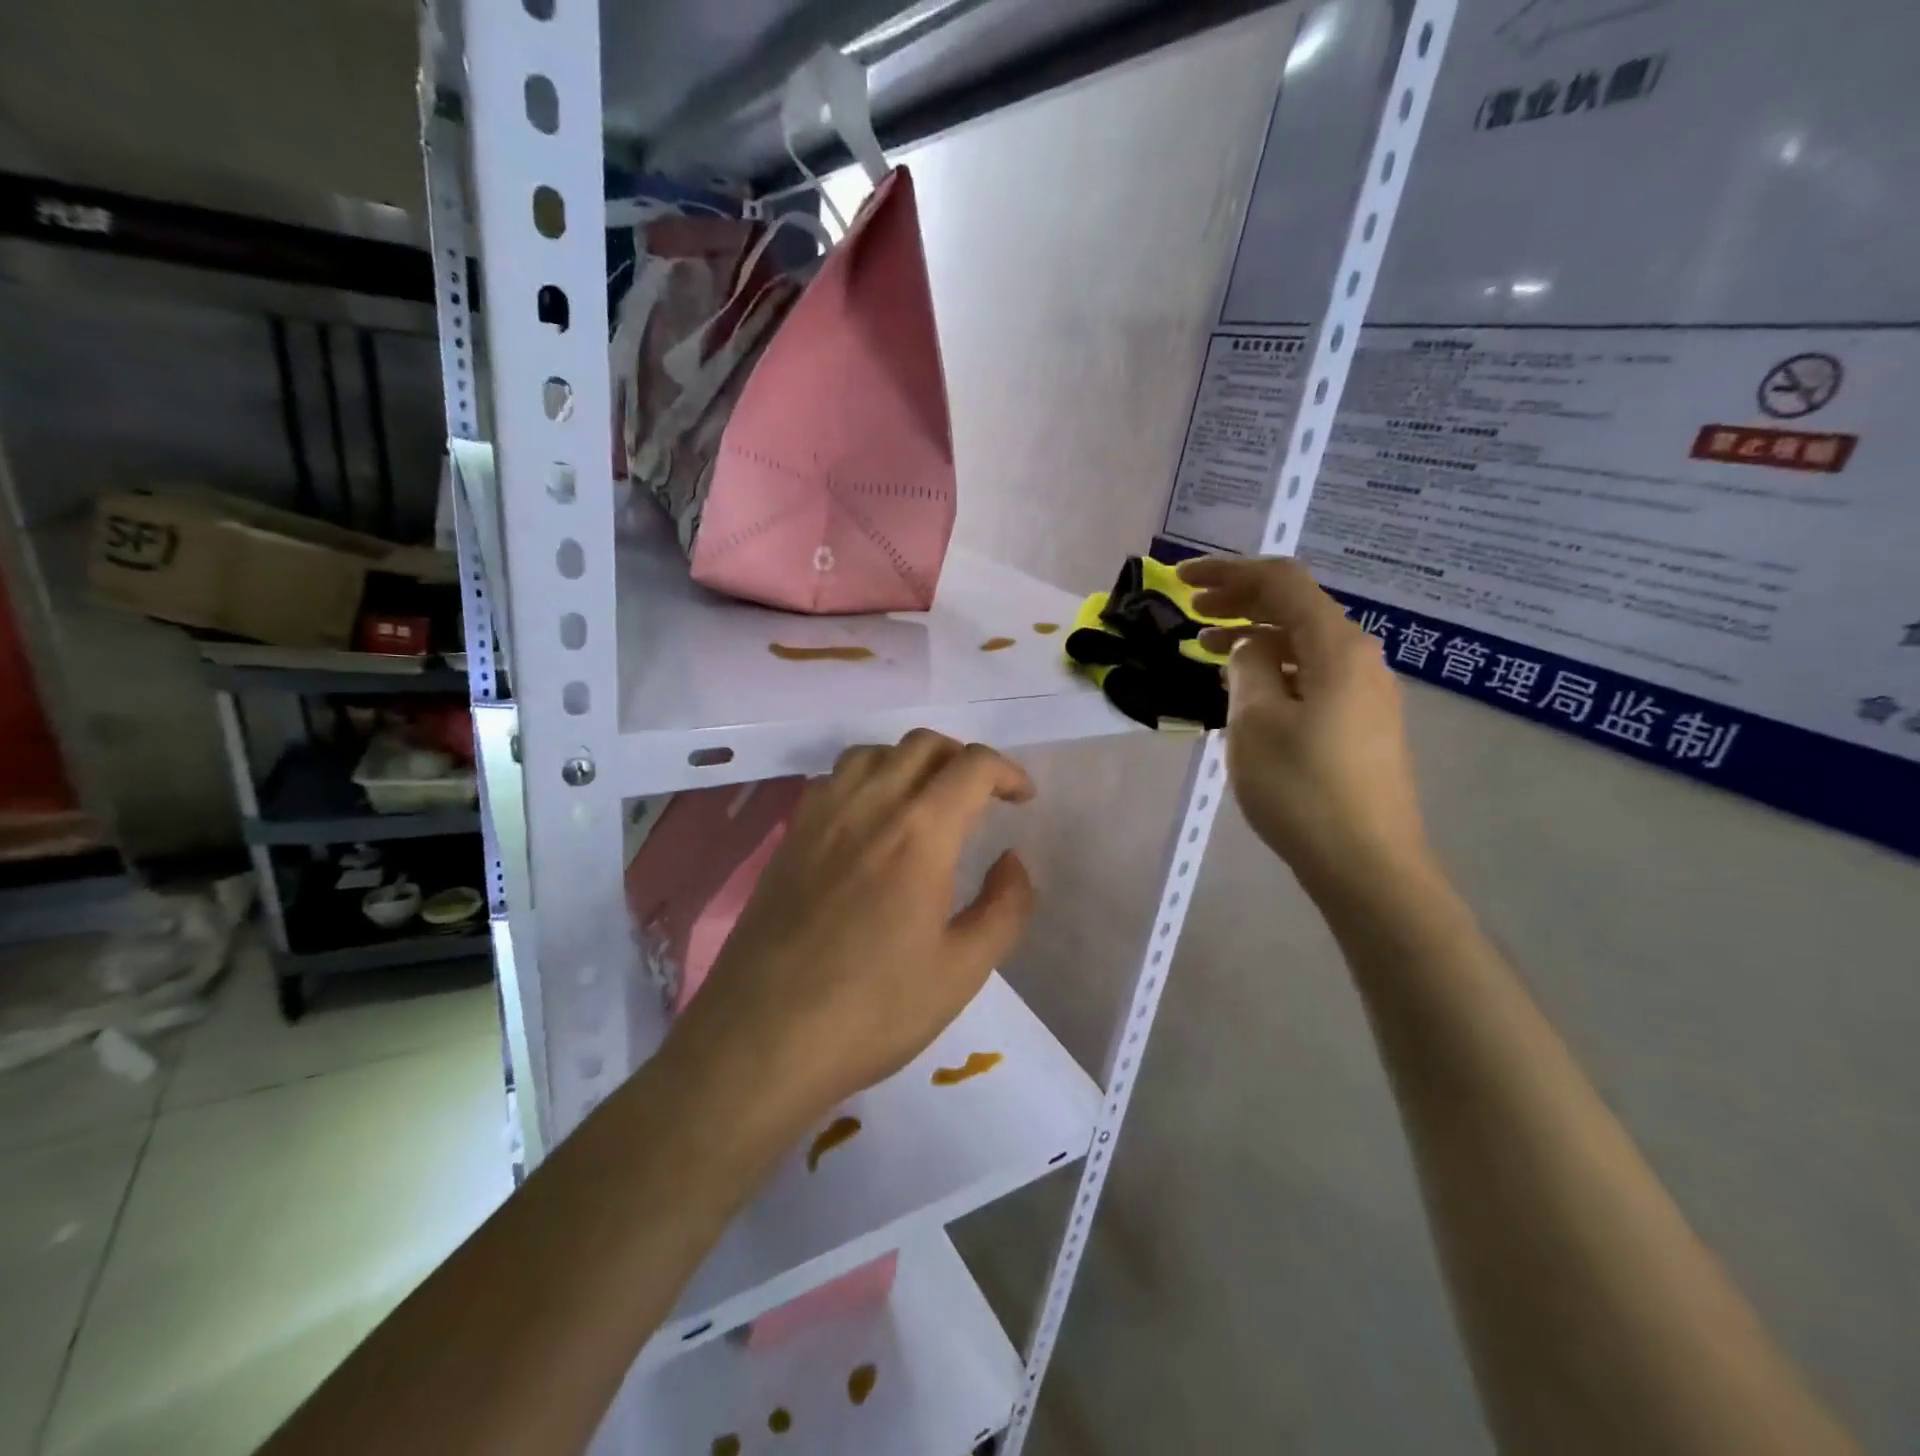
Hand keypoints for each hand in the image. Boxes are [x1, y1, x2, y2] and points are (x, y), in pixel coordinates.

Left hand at [674, 730, 1036, 1131]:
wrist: (762, 1039)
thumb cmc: (872, 1010)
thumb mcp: (962, 971)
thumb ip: (1005, 907)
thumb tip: (1012, 860)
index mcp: (920, 833)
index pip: (972, 765)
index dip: (1007, 771)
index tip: (1022, 799)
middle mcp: (869, 806)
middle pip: (923, 745)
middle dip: (963, 759)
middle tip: (981, 797)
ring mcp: (821, 817)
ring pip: (874, 753)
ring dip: (911, 762)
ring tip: (926, 801)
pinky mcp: (789, 836)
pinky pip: (833, 779)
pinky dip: (866, 778)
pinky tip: (869, 820)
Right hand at [1177, 555, 1431, 895]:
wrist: (1366, 863)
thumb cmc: (1302, 788)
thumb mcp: (1255, 720)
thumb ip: (1247, 666)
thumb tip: (1249, 645)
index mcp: (1336, 646)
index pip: (1281, 581)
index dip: (1228, 572)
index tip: (1180, 579)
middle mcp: (1359, 658)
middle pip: (1296, 607)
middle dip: (1239, 601)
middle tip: (1191, 613)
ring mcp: (1366, 692)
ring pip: (1303, 644)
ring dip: (1254, 638)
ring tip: (1206, 650)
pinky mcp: (1363, 723)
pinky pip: (1313, 675)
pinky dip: (1274, 668)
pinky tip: (1247, 690)